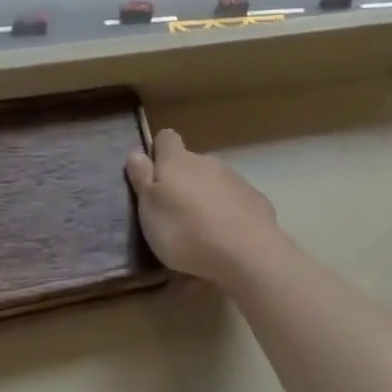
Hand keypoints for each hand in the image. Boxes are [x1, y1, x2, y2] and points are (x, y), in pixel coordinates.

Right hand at [126, 128, 283, 285]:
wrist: (246, 252)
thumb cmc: (186, 229)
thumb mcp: (150, 208)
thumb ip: (142, 178)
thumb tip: (136, 152)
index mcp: (177, 161)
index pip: (166, 138)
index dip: (159, 152)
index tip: (154, 176)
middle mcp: (206, 162)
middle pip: (190, 165)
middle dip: (183, 185)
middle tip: (174, 218)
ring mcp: (234, 180)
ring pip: (213, 184)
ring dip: (205, 202)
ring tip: (200, 238)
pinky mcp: (255, 201)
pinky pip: (235, 204)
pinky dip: (228, 217)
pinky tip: (226, 243)